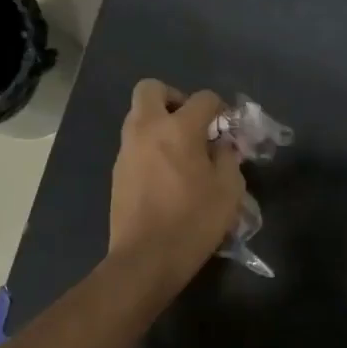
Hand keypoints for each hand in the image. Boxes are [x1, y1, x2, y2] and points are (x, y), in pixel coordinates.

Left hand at [109, 80, 245, 287]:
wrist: (146, 258)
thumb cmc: (194, 221)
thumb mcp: (228, 189)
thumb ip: (228, 158)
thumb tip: (222, 146)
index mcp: (178, 129)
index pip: (203, 98)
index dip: (220, 108)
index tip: (228, 128)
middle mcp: (147, 129)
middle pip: (152, 89)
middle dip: (174, 98)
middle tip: (192, 124)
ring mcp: (127, 150)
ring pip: (138, 116)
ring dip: (160, 123)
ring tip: (182, 152)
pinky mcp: (117, 171)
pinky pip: (134, 143)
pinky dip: (150, 147)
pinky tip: (167, 175)